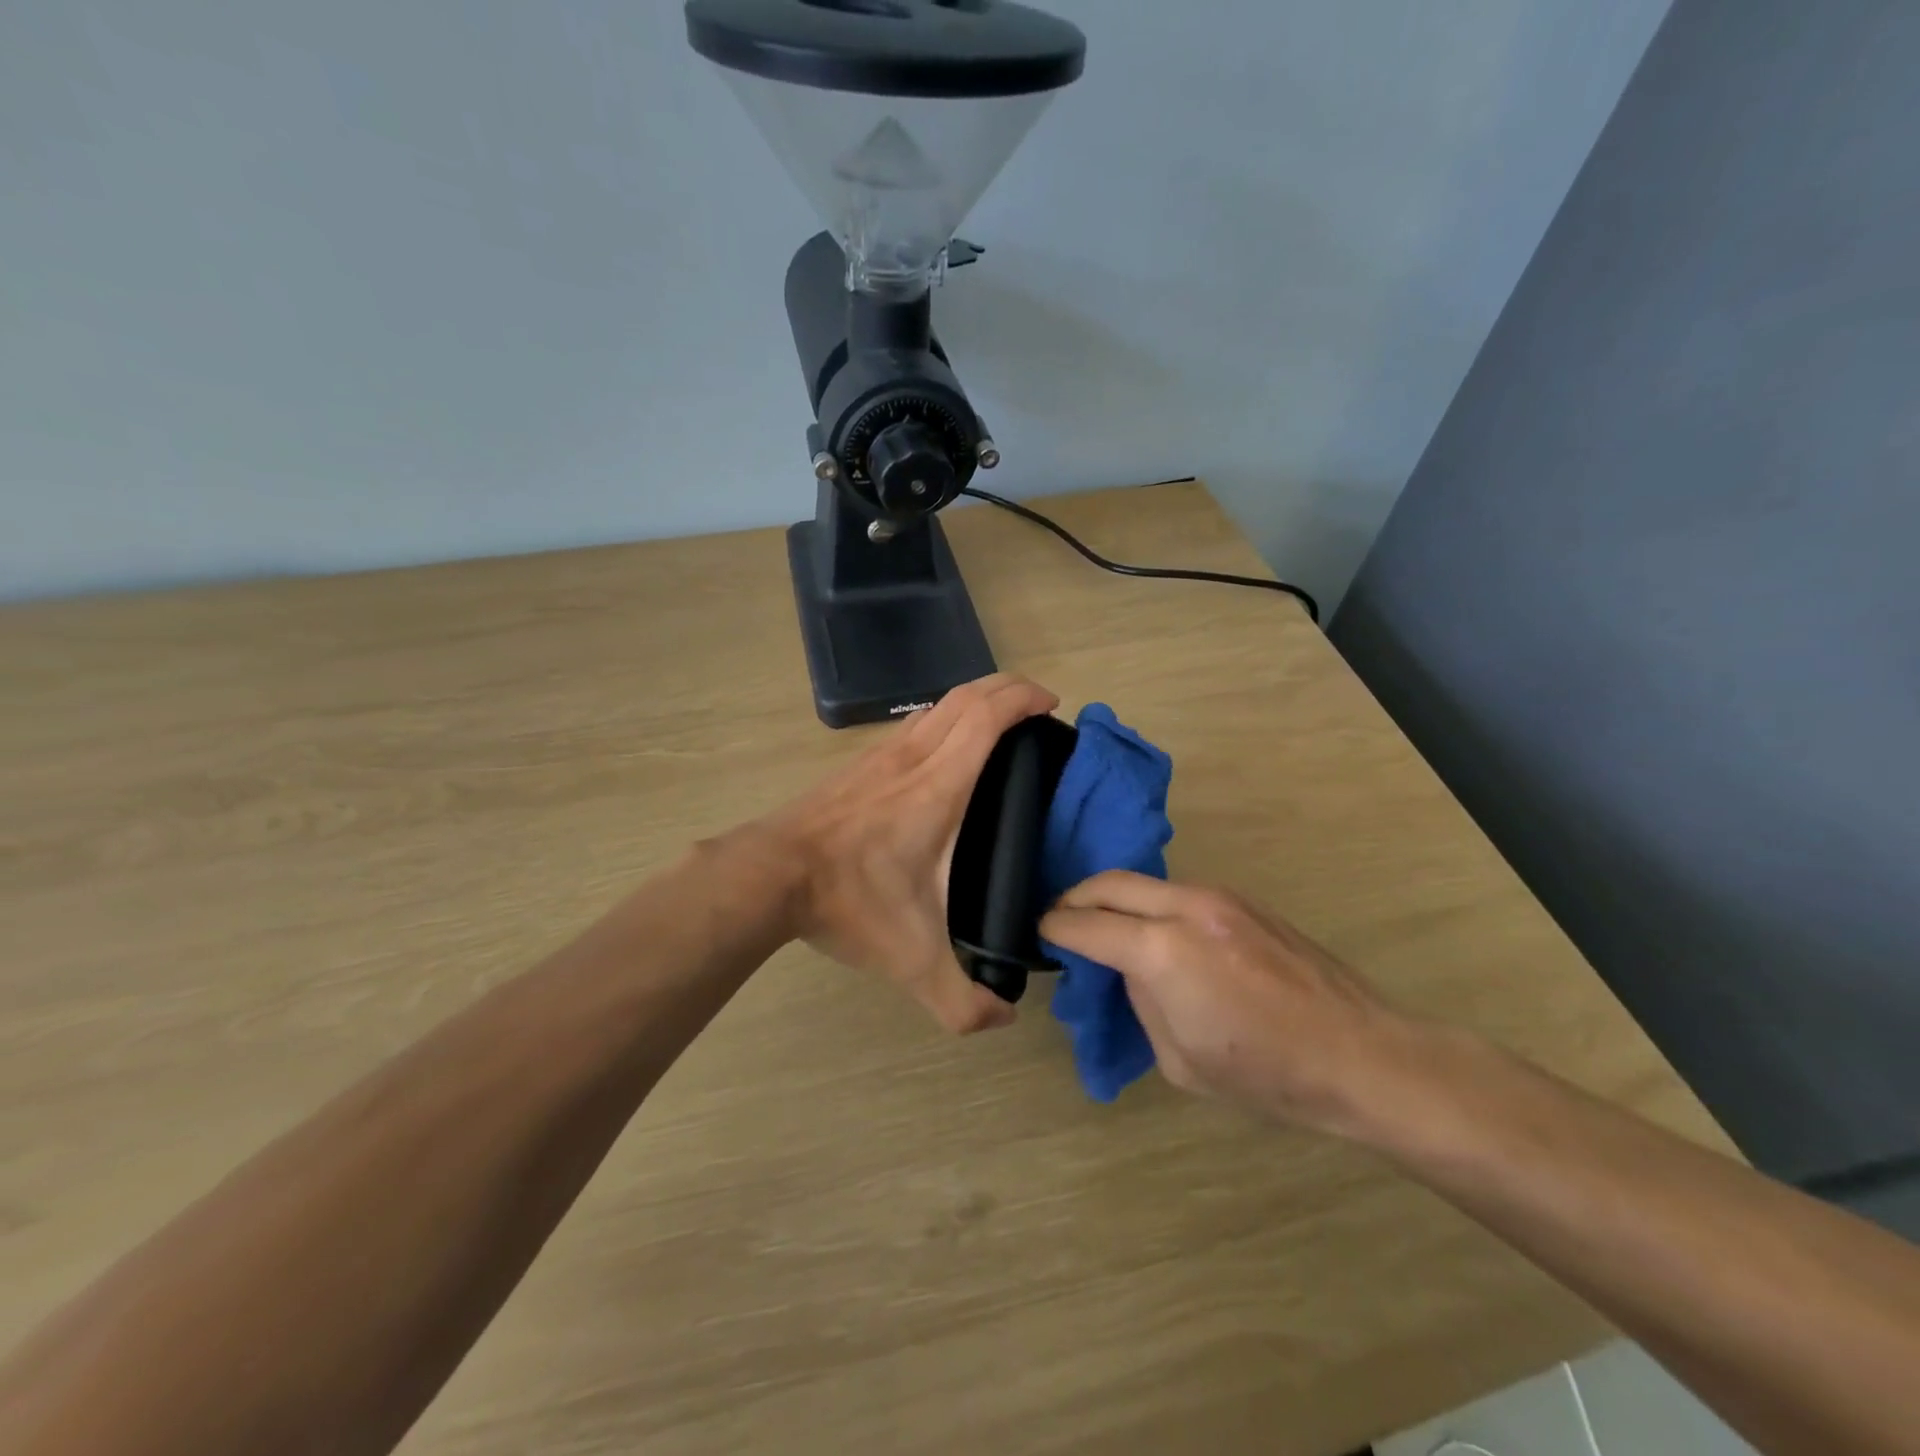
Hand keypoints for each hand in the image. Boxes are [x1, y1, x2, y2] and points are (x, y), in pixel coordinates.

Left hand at [760, 674, 1059, 1033]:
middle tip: (1036, 706)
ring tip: (999, 724)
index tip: (1051, 704)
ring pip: (935, 705)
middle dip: (1006, 687)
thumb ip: (961, 1000)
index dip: (1022, 698)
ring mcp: (878, 756)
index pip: (985, 717)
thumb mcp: (911, 961)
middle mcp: (911, 758)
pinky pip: (912, 726)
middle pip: (965, 695)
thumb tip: (1003, 1019)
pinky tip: (945, 753)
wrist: (767, 876)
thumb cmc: (846, 901)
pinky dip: (943, 719)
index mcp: (937, 787)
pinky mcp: (857, 765)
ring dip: (973, 700)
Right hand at [1040, 872, 1412, 1131]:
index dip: (1055, 927)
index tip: (1040, 932)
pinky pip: (1179, 892)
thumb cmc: (1266, 1075)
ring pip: (1146, 882)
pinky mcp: (1244, 900)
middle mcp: (1186, 908)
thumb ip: (1142, 1000)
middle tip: (1061, 919)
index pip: (1086, 925)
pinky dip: (1153, 905)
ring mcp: (1219, 897)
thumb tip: (1131, 969)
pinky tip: (1159, 935)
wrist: (1361, 1055)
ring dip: (1118, 899)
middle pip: (1109, 883)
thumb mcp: (1179, 1059)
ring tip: (1108, 929)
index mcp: (1163, 952)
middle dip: (1075, 898)